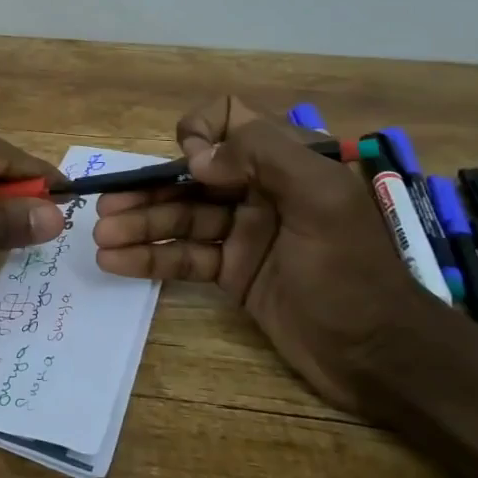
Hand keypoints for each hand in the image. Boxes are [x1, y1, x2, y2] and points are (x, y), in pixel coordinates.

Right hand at [92, 96, 432, 414]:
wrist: (378, 357)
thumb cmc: (352, 272)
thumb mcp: (323, 200)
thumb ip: (264, 157)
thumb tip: (197, 157)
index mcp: (286, 163)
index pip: (231, 120)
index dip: (202, 132)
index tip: (190, 165)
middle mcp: (259, 190)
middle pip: (191, 176)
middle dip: (147, 190)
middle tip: (106, 209)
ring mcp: (242, 233)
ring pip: (179, 217)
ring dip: (138, 225)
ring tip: (100, 238)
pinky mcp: (231, 272)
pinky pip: (183, 256)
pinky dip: (148, 257)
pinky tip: (115, 261)